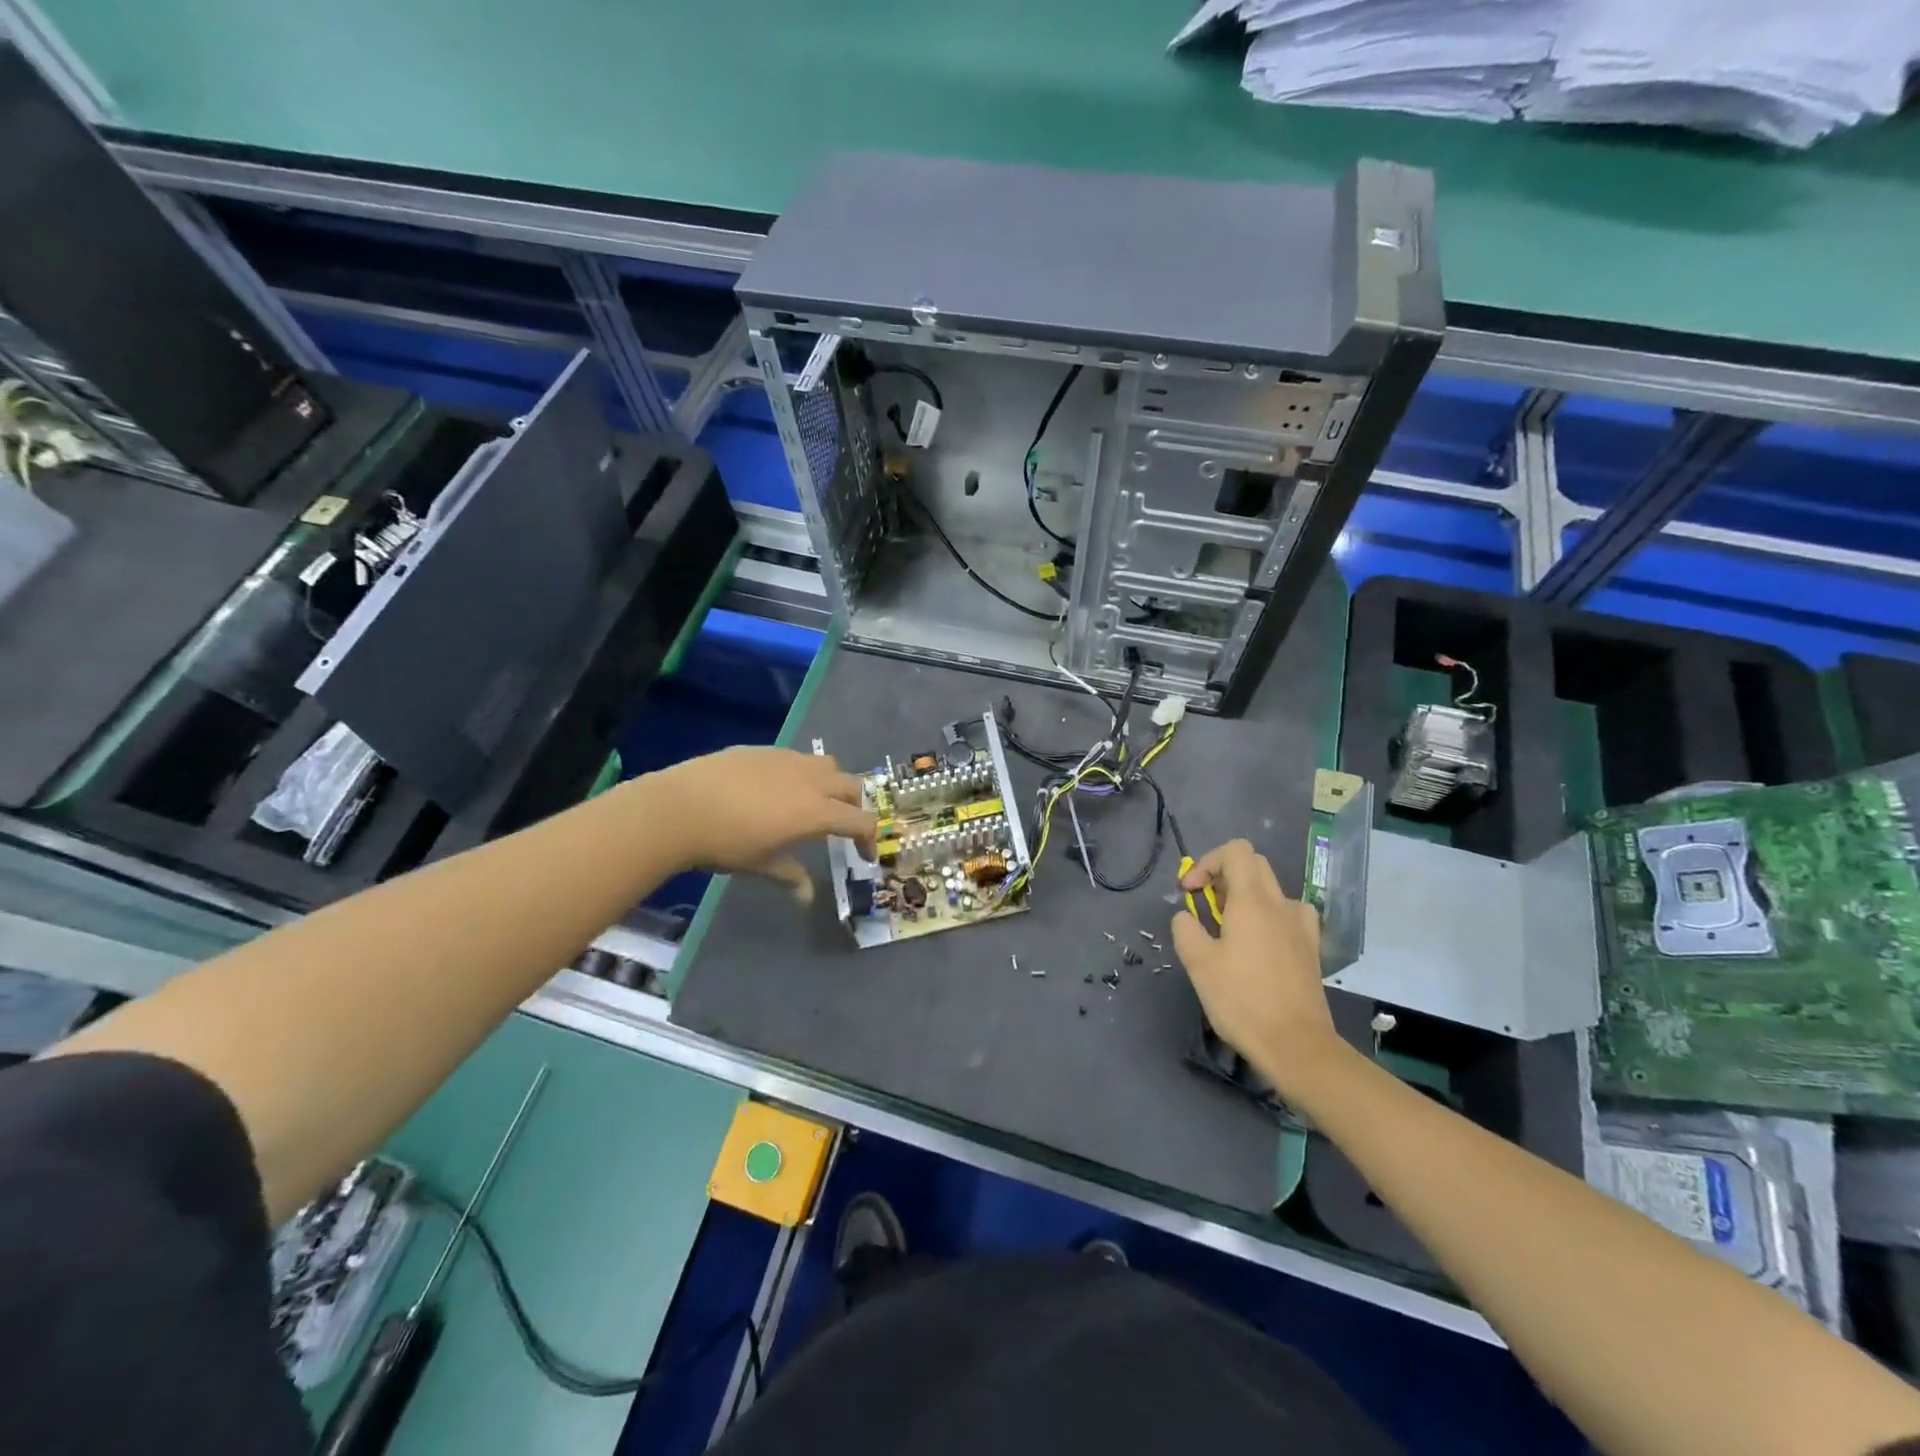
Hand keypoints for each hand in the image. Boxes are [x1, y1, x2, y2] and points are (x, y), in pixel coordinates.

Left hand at [646, 747, 875, 895]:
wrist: (679, 807)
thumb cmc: (724, 843)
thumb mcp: (761, 864)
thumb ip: (790, 875)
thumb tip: (806, 897)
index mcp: (815, 811)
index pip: (860, 821)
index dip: (869, 838)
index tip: (864, 854)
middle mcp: (809, 780)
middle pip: (851, 785)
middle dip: (855, 805)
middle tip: (843, 825)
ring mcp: (786, 759)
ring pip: (826, 764)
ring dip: (831, 782)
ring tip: (814, 800)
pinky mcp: (763, 750)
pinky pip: (795, 758)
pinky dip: (800, 773)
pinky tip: (776, 789)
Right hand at [1170, 839, 1344, 1093]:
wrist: (1296, 1045)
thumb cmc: (1242, 1000)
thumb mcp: (1198, 964)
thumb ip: (1186, 929)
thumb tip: (1186, 917)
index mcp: (1252, 901)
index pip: (1235, 851)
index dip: (1207, 862)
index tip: (1191, 893)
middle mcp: (1280, 904)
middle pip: (1254, 865)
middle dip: (1224, 875)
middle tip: (1206, 906)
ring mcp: (1301, 926)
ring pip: (1272, 889)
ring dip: (1247, 896)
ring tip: (1231, 927)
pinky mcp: (1311, 948)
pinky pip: (1289, 914)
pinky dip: (1270, 916)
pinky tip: (1260, 943)